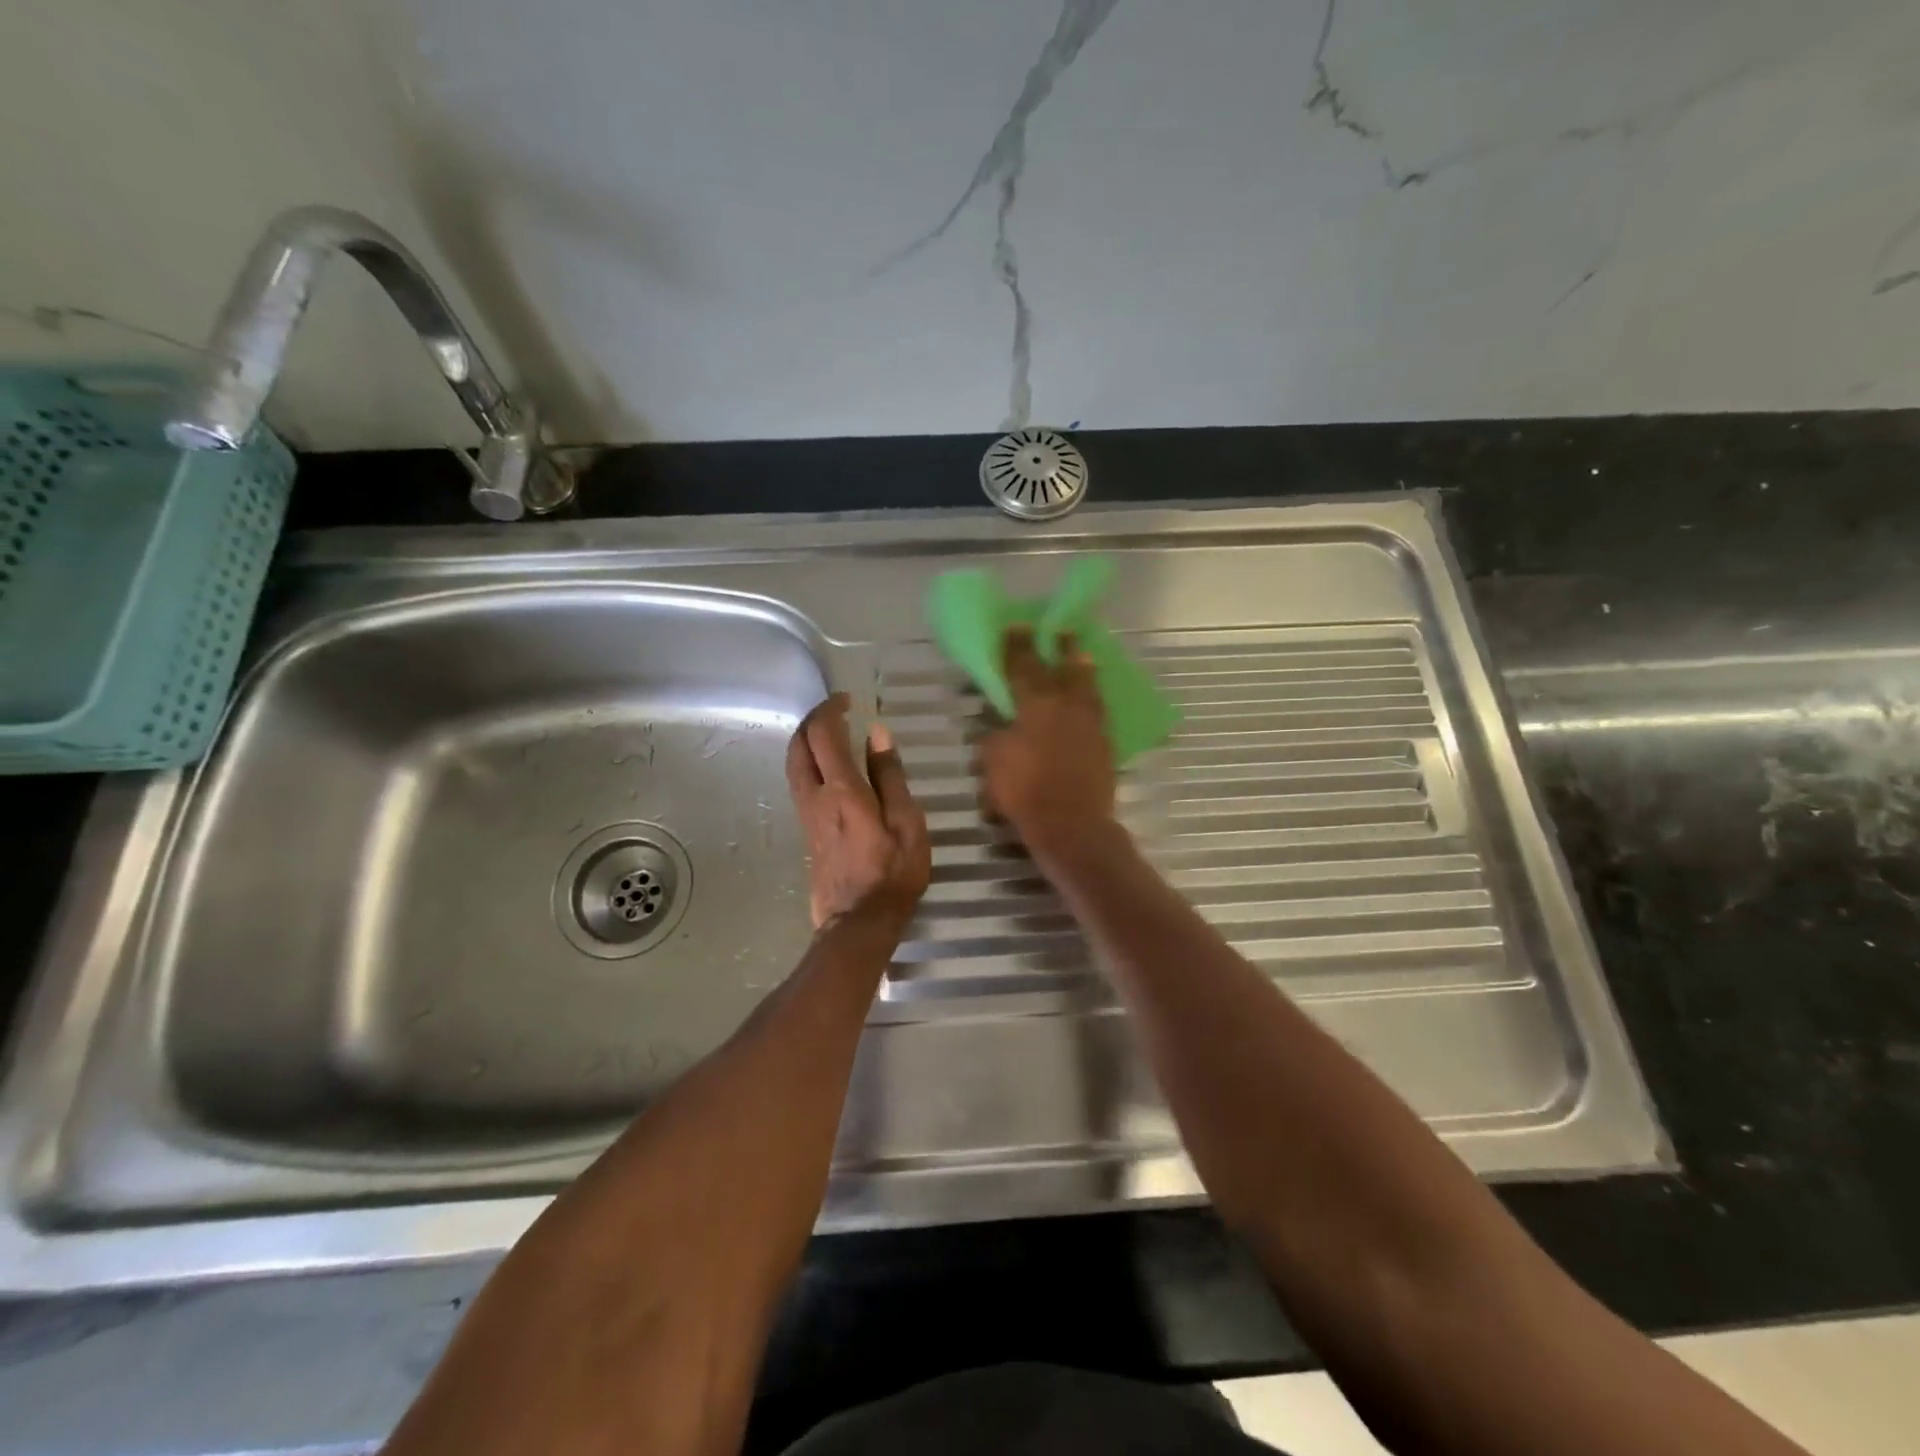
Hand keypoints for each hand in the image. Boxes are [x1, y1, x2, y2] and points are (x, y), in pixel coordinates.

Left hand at [786, 693, 930, 929]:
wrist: (858, 922)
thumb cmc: (892, 873)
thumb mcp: (906, 823)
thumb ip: (890, 776)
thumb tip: (877, 734)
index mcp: (842, 790)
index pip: (822, 735)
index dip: (830, 710)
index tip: (847, 700)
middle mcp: (816, 797)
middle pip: (798, 746)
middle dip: (811, 721)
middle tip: (835, 712)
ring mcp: (807, 816)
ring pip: (793, 765)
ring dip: (805, 741)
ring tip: (830, 734)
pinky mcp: (807, 831)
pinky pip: (799, 783)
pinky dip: (808, 763)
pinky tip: (828, 768)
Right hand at [976, 629, 1118, 862]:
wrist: (1072, 824)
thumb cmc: (1025, 793)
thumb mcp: (994, 764)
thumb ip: (996, 738)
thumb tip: (1003, 725)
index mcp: (1034, 707)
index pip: (1023, 668)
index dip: (1017, 647)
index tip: (1016, 626)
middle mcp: (1065, 707)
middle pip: (1060, 670)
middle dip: (1056, 648)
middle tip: (1058, 629)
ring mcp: (1089, 724)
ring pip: (1086, 686)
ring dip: (1081, 667)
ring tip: (1081, 652)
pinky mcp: (1104, 743)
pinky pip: (1098, 710)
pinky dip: (1093, 696)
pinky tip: (1090, 696)